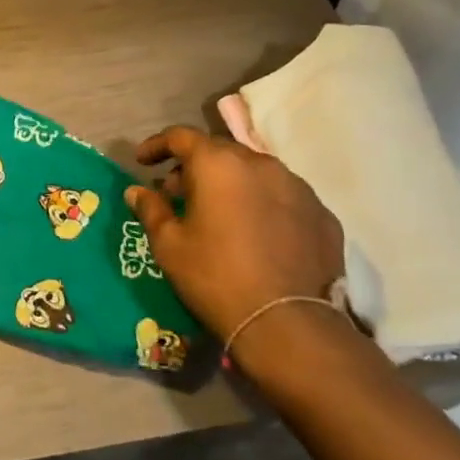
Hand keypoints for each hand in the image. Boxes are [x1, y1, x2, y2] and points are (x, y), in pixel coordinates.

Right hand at [124, 126, 345, 369]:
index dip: (157, 145)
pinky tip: (254, 232)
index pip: (181, 136)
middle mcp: (261, 164)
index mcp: (218, 164)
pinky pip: (283, 197)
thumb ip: (151, 209)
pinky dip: (262, 203)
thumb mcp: (169, 245)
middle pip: (220, 151)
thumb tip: (137, 191)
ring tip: (217, 212)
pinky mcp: (323, 214)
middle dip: (194, 166)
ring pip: (255, 172)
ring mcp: (298, 187)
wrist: (288, 323)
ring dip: (230, 183)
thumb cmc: (215, 276)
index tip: (143, 162)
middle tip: (176, 193)